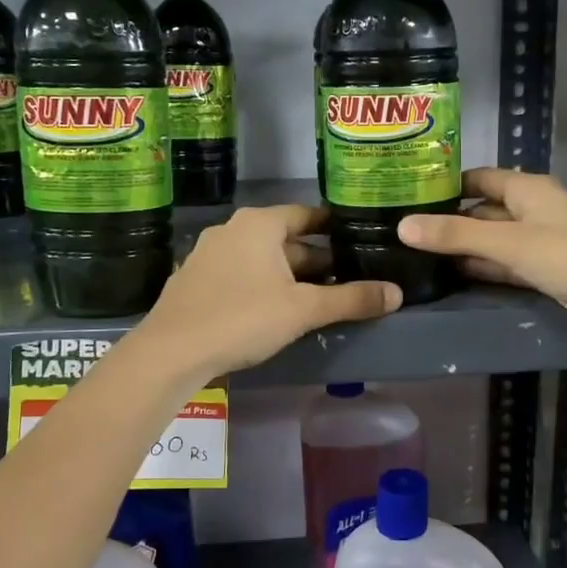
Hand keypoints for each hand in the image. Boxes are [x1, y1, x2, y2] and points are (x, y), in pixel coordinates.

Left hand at [136, 205, 400, 379]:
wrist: (170, 352)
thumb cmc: (242, 318)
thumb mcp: (303, 310)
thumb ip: (351, 299)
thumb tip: (396, 293)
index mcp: (259, 224)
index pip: (307, 214)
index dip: (334, 227)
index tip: (358, 240)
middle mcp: (233, 229)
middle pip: (286, 239)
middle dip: (316, 259)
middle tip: (347, 278)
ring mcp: (209, 254)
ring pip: (263, 259)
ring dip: (290, 275)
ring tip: (319, 298)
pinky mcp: (196, 280)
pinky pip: (241, 274)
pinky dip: (263, 285)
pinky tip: (276, 311)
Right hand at [398, 168, 566, 357]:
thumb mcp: (511, 243)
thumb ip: (457, 235)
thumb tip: (403, 226)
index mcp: (528, 190)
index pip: (478, 179)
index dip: (445, 184)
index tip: (406, 193)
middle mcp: (532, 211)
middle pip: (483, 210)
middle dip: (449, 220)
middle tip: (402, 231)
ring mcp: (540, 245)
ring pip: (492, 242)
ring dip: (463, 248)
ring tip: (416, 255)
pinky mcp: (546, 275)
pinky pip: (505, 267)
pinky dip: (482, 270)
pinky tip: (451, 277)